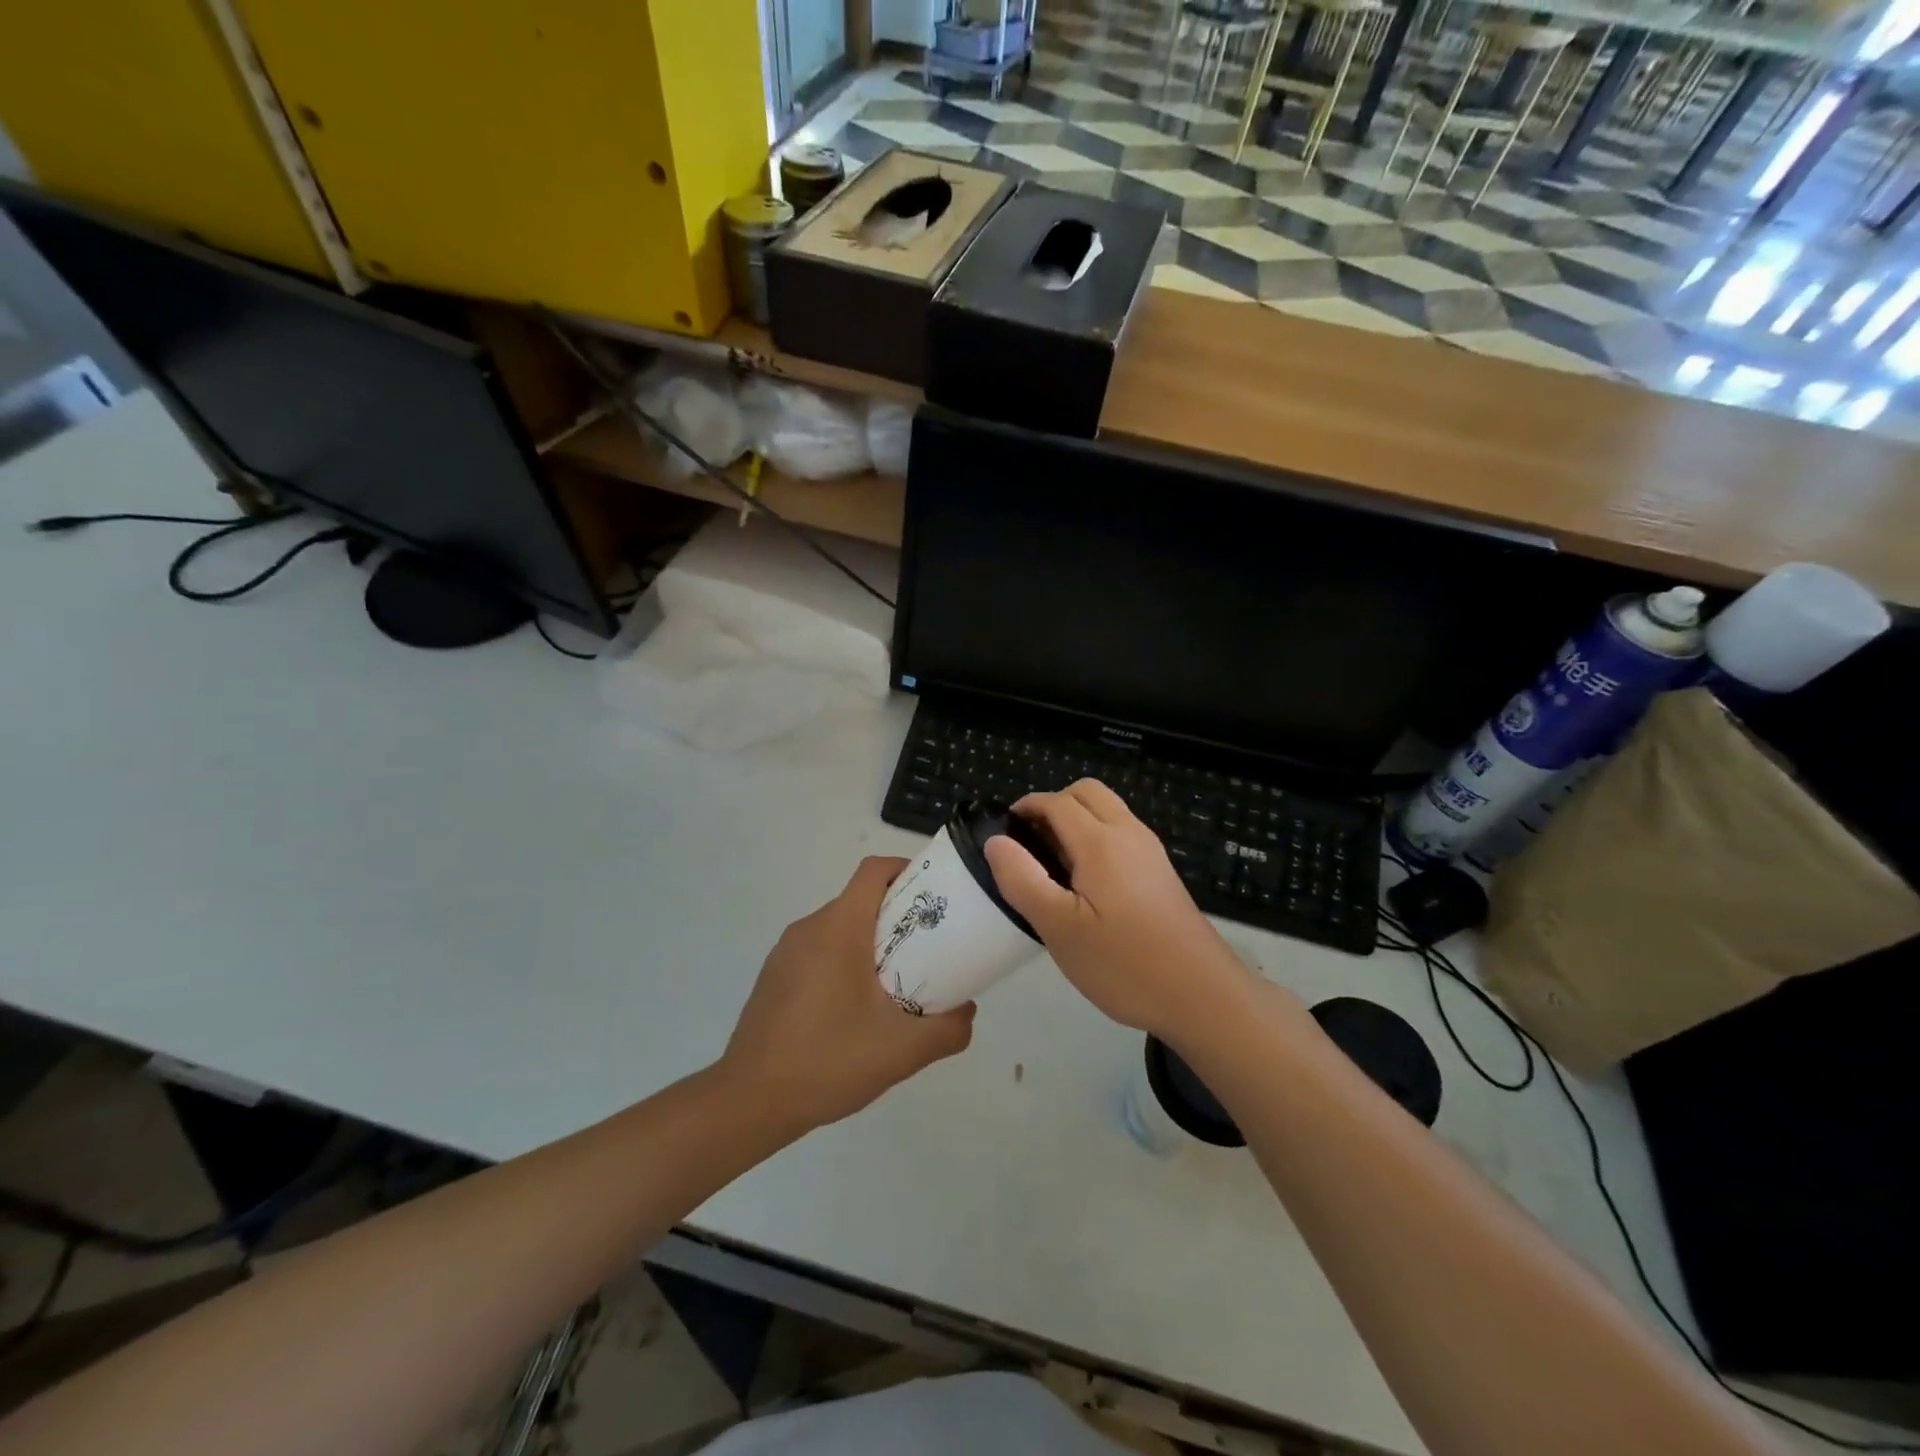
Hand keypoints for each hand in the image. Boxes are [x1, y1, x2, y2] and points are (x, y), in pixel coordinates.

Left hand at [720, 856, 974, 1133]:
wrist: (749, 1102)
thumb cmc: (827, 1061)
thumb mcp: (902, 1050)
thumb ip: (947, 1028)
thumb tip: (967, 1010)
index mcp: (838, 928)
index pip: (874, 871)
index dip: (907, 870)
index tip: (936, 896)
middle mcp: (809, 928)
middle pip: (861, 900)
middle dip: (898, 915)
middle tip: (930, 947)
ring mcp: (786, 952)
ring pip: (840, 928)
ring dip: (872, 942)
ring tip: (899, 982)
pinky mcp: (775, 976)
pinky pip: (819, 952)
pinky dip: (845, 962)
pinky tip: (857, 1009)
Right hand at [984, 780, 1251, 1040]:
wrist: (1202, 995)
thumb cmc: (1124, 963)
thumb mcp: (1059, 928)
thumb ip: (1023, 880)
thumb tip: (996, 841)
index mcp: (1100, 842)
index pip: (1057, 802)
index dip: (1026, 807)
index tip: (1004, 833)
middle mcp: (1129, 834)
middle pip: (1087, 793)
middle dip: (1053, 805)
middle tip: (1030, 845)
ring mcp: (1150, 852)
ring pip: (1108, 811)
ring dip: (1077, 820)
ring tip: (1054, 866)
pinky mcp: (1161, 872)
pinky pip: (1122, 833)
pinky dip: (1097, 837)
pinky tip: (1086, 885)